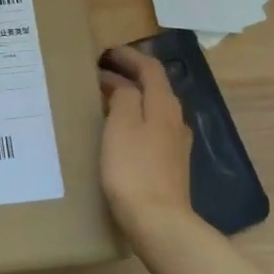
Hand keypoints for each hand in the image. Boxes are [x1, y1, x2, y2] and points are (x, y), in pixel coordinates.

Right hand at [98, 45, 195, 235]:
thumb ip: (124, 97)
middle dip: (128, 76)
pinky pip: (150, 130)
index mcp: (164, 105)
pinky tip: (118, 132)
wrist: (158, 221)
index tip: (106, 52)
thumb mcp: (122, 125)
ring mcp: (174, 145)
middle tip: (99, 74)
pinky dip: (133, 120)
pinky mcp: (168, 165)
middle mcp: (175, 120)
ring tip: (104, 100)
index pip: (150, 68)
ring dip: (130, 98)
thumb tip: (124, 86)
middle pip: (154, 88)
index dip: (129, 56)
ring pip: (152, 109)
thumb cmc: (134, 169)